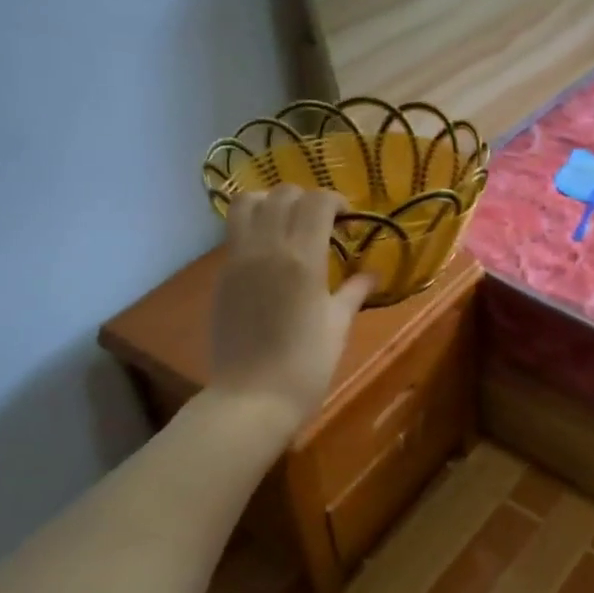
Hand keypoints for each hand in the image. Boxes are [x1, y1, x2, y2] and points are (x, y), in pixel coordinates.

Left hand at [208, 188, 375, 435]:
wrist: (252, 398)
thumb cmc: (306, 366)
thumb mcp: (338, 326)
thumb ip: (354, 292)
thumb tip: (372, 273)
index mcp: (302, 259)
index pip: (317, 202)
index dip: (336, 201)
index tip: (348, 219)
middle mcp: (266, 248)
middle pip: (283, 194)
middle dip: (307, 199)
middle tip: (323, 222)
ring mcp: (238, 260)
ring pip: (247, 203)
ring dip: (271, 202)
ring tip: (288, 224)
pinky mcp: (222, 275)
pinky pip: (235, 232)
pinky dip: (253, 226)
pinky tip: (270, 252)